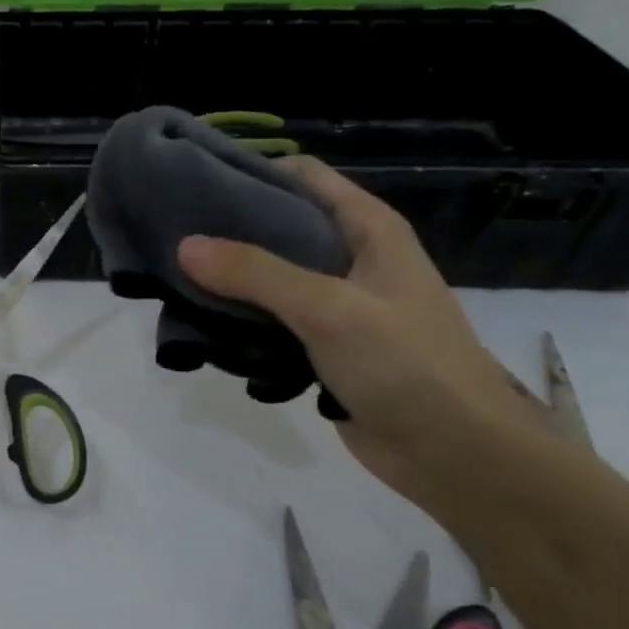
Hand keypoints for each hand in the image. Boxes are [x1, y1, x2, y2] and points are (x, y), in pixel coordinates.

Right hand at [175, 157, 544, 502]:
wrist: (456, 456)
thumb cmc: (406, 366)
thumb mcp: (329, 309)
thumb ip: (256, 274)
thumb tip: (185, 246)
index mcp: (368, 231)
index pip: (302, 177)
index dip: (251, 172)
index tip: (193, 185)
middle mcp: (352, 259)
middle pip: (279, 226)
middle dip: (227, 231)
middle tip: (171, 238)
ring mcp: (338, 305)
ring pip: (270, 278)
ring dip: (229, 282)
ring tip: (175, 282)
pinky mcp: (324, 347)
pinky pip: (272, 321)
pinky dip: (241, 321)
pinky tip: (205, 327)